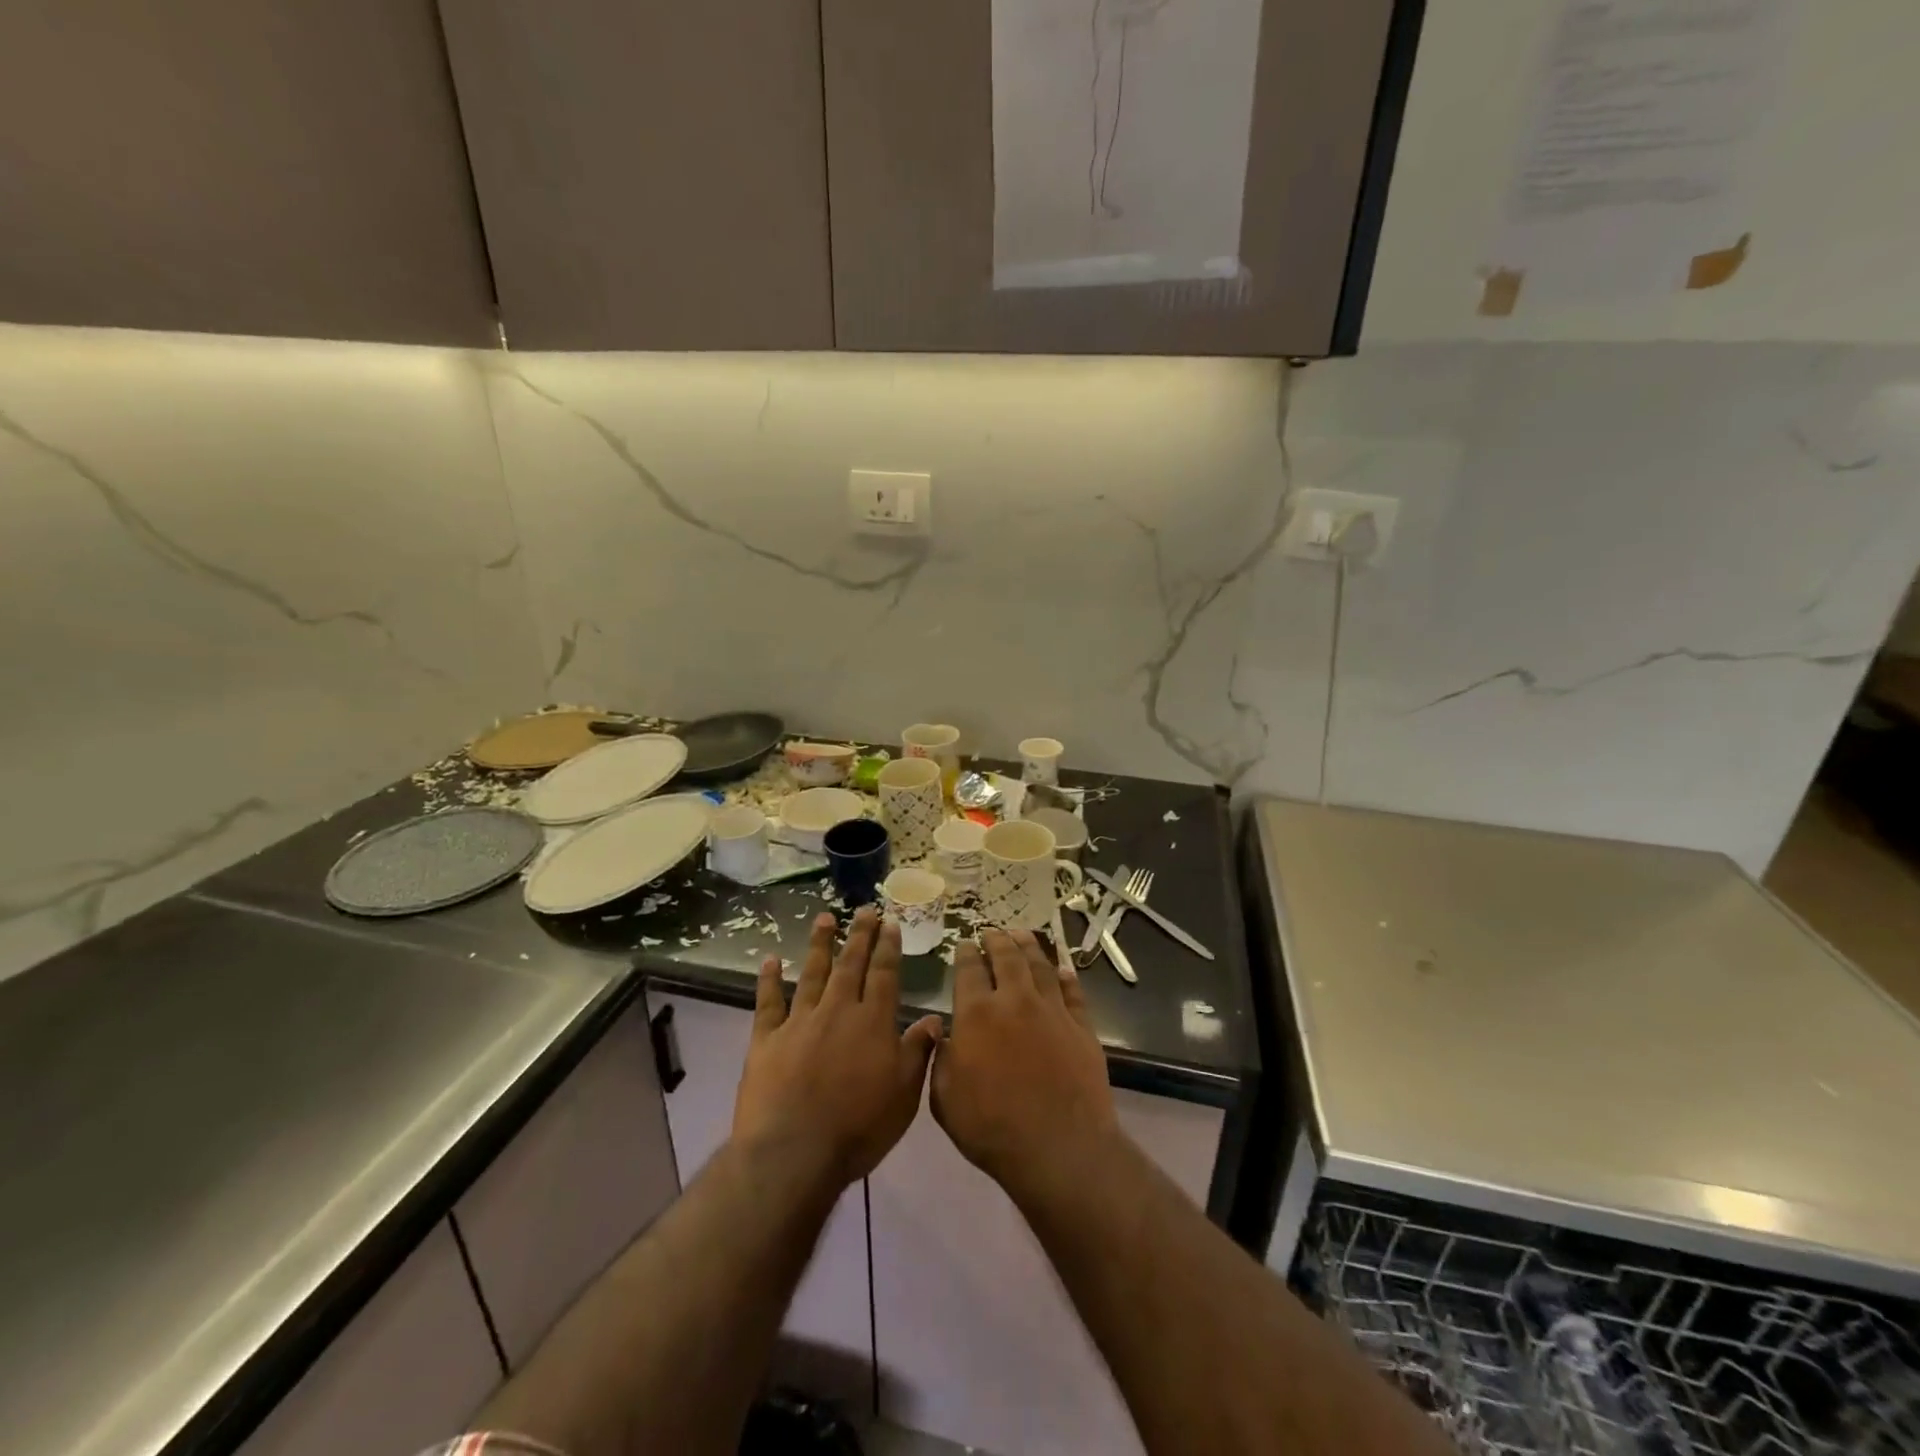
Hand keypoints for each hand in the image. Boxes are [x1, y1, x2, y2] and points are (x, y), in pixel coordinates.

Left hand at [733, 908, 942, 1188]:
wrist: (793, 1154)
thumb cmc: (858, 1128)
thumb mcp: (903, 1095)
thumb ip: (918, 1053)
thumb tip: (933, 1018)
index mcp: (872, 1022)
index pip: (884, 974)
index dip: (888, 947)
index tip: (890, 922)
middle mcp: (837, 1011)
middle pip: (850, 964)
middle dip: (859, 935)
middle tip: (864, 909)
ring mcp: (799, 1022)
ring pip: (812, 973)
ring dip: (819, 944)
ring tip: (824, 918)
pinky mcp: (766, 1039)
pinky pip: (768, 1002)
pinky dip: (768, 980)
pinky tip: (770, 960)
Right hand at [930, 929, 1116, 1201]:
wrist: (1059, 1147)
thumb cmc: (992, 1127)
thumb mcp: (945, 1099)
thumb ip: (940, 1059)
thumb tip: (943, 1033)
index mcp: (977, 1013)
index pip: (968, 970)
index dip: (965, 953)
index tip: (964, 943)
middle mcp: (1015, 1000)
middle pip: (1006, 957)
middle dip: (996, 940)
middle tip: (992, 931)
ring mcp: (1052, 1010)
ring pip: (1040, 965)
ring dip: (1029, 945)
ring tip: (1022, 933)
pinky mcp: (1081, 1026)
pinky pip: (1073, 991)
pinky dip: (1067, 976)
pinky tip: (1063, 968)